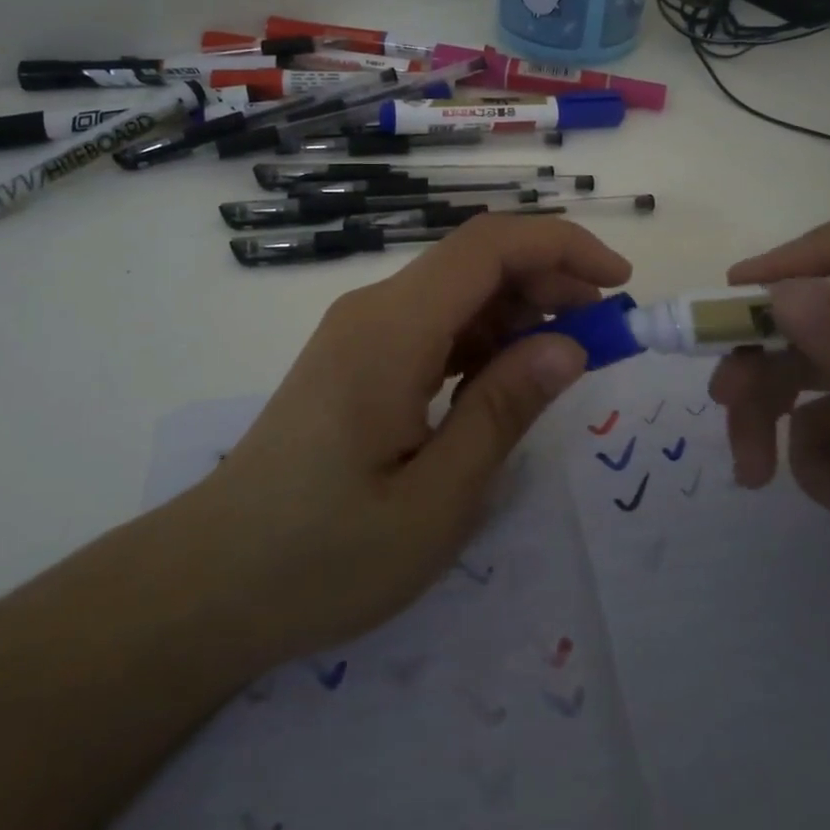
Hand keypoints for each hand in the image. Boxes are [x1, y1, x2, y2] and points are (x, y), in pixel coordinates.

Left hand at [168, 215, 629, 669]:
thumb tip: (571, 346)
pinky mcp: (356, 358)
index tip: (619, 284)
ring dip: (518, 311)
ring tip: (564, 360)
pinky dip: (482, 338)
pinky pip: (433, 324)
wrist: (210, 583)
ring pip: (456, 290)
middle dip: (549, 280)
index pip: (489, 246)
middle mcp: (374, 310)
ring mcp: (361, 332)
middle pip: (475, 260)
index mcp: (393, 329)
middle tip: (602, 334)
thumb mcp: (436, 498)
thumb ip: (505, 409)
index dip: (562, 247)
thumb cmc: (324, 555)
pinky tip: (504, 379)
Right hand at [709, 209, 829, 680]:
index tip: (740, 296)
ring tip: (753, 469)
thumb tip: (782, 295)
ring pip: (805, 367)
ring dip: (770, 412)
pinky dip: (814, 462)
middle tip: (724, 395)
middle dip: (768, 355)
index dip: (799, 260)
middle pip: (820, 309)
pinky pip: (821, 425)